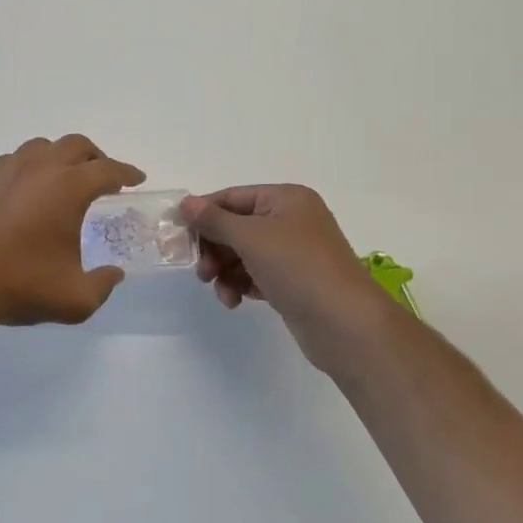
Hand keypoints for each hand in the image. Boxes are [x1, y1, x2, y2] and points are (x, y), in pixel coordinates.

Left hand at [0, 136, 144, 333]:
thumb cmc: (19, 288)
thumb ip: (103, 284)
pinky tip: (26, 192)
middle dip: (96, 157)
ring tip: (64, 180)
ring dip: (60, 157)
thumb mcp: (75, 299)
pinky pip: (12, 161)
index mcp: (67, 188)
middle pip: (76, 146)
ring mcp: (4, 170)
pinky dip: (29, 168)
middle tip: (103, 177)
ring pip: (41, 147)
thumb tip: (114, 273)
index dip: (127, 172)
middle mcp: (38, 168)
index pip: (107, 170)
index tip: (137, 178)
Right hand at [182, 185, 400, 361]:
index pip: (232, 197)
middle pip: (236, 226)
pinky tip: (235, 300)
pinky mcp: (293, 282)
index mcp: (286, 199)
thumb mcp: (250, 237)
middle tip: (201, 272)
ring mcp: (294, 253)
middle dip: (214, 248)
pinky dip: (241, 284)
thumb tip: (186, 203)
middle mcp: (292, 220)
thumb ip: (214, 220)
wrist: (345, 325)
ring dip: (225, 271)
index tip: (177, 235)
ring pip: (244, 254)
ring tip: (221, 292)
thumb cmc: (298, 268)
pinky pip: (256, 275)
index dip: (203, 214)